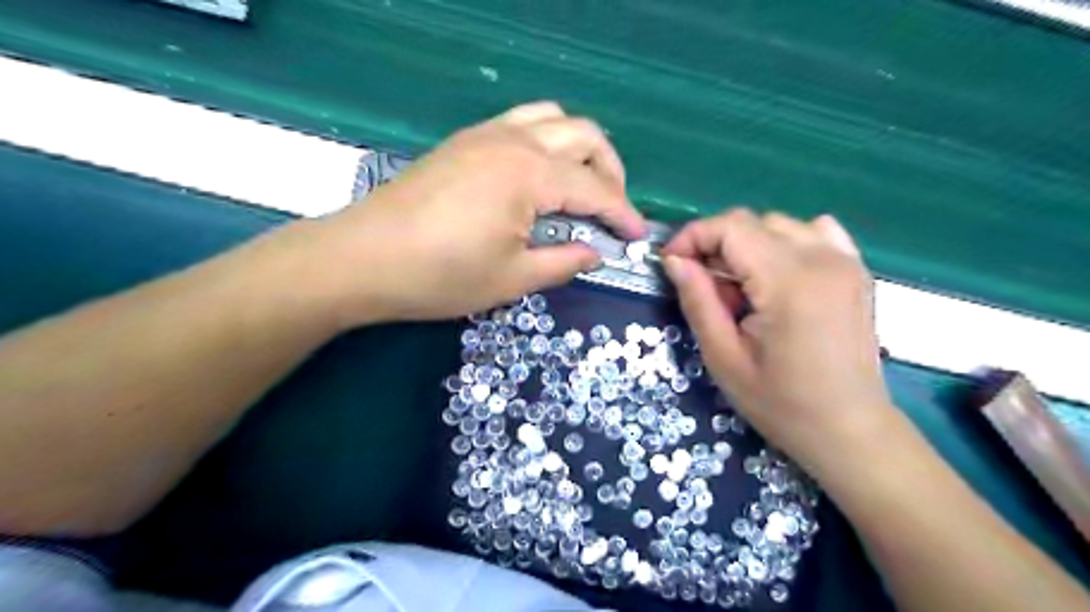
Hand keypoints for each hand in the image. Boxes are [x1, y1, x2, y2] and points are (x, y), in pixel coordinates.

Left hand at [306, 102, 639, 328]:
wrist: (362, 258)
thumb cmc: (440, 275)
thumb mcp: (512, 279)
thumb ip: (563, 263)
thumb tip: (596, 253)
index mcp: (530, 174)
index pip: (595, 189)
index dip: (622, 214)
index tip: (638, 237)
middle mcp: (514, 141)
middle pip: (585, 137)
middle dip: (611, 172)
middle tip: (613, 210)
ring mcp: (486, 134)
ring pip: (555, 119)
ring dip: (581, 148)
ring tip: (583, 184)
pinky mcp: (465, 140)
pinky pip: (523, 122)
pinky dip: (548, 140)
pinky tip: (541, 174)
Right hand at [659, 211, 899, 472]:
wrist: (850, 429)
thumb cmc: (781, 403)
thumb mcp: (724, 358)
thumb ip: (698, 301)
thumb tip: (674, 261)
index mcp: (788, 282)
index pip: (731, 227)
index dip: (692, 237)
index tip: (670, 263)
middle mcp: (822, 259)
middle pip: (753, 222)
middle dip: (715, 244)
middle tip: (702, 284)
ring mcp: (846, 261)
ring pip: (780, 225)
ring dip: (748, 245)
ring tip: (740, 287)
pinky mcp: (856, 271)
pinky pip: (815, 232)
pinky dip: (785, 242)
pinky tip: (777, 274)